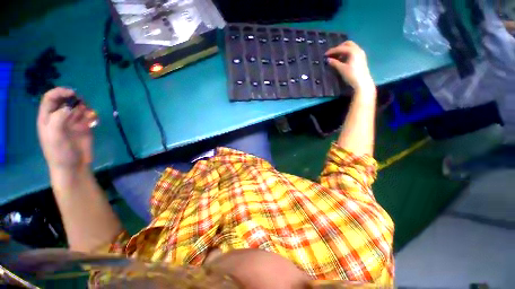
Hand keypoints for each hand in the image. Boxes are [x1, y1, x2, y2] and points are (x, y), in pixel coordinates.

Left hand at [37, 87, 95, 171]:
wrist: (74, 167)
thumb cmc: (60, 153)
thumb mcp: (54, 136)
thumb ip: (58, 119)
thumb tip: (68, 107)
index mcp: (47, 118)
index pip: (50, 98)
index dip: (59, 92)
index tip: (72, 93)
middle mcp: (59, 118)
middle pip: (65, 101)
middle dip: (74, 99)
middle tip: (82, 104)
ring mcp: (72, 122)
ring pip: (78, 107)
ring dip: (84, 107)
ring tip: (88, 115)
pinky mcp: (84, 127)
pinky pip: (88, 116)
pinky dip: (92, 115)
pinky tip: (94, 120)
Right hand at [325, 41, 374, 92]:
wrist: (362, 82)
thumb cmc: (351, 75)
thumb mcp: (341, 69)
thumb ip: (334, 63)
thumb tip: (328, 60)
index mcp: (353, 51)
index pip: (341, 48)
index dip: (332, 51)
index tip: (325, 54)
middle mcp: (358, 50)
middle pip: (347, 44)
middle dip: (339, 48)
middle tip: (332, 54)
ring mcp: (361, 53)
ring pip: (351, 47)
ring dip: (343, 50)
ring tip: (336, 57)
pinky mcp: (361, 58)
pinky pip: (353, 51)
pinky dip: (347, 53)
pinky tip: (343, 60)